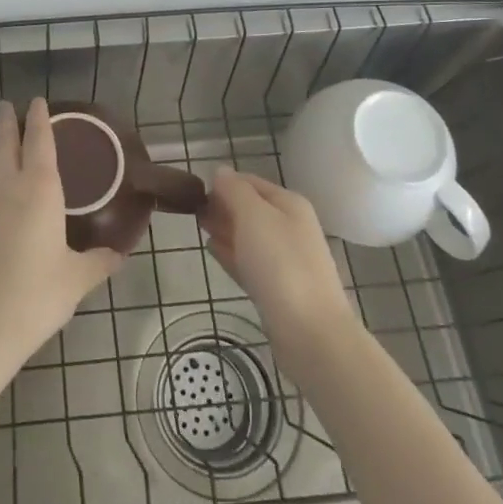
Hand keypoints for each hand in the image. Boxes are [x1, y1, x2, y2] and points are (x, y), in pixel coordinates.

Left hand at [0, 99, 123, 363]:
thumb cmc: (35, 295)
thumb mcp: (77, 279)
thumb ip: (99, 261)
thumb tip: (120, 253)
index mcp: (39, 190)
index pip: (38, 142)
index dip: (39, 119)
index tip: (38, 100)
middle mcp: (9, 188)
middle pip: (5, 144)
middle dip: (7, 122)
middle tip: (7, 104)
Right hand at [201, 169, 357, 363]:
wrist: (310, 331)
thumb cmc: (280, 264)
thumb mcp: (254, 216)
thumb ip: (235, 191)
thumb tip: (221, 172)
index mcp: (289, 204)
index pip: (250, 182)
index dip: (223, 182)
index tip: (195, 190)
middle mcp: (291, 227)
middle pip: (251, 208)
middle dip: (223, 206)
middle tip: (192, 209)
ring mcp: (286, 259)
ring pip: (249, 236)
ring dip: (225, 228)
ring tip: (199, 227)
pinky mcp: (278, 289)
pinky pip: (249, 262)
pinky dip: (231, 253)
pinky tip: (213, 250)